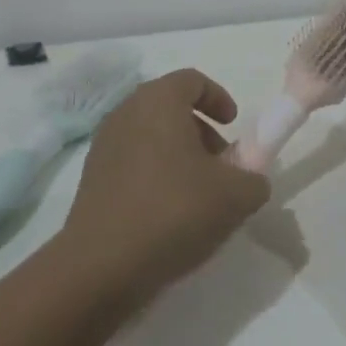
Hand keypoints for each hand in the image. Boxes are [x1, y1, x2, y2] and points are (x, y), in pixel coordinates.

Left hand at [59, 69, 270, 306]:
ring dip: (179, 154)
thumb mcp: (235, 196)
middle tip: (221, 165)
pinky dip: (155, 173)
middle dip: (201, 130)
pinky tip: (169, 213)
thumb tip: (250, 180)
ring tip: (198, 194)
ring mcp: (103, 144)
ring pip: (150, 135)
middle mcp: (126, 112)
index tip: (234, 127)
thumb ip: (254, 179)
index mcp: (158, 101)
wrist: (102, 265)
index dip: (219, 98)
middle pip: (170, 107)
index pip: (192, 80)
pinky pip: (132, 161)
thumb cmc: (173, 211)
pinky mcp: (91, 177)